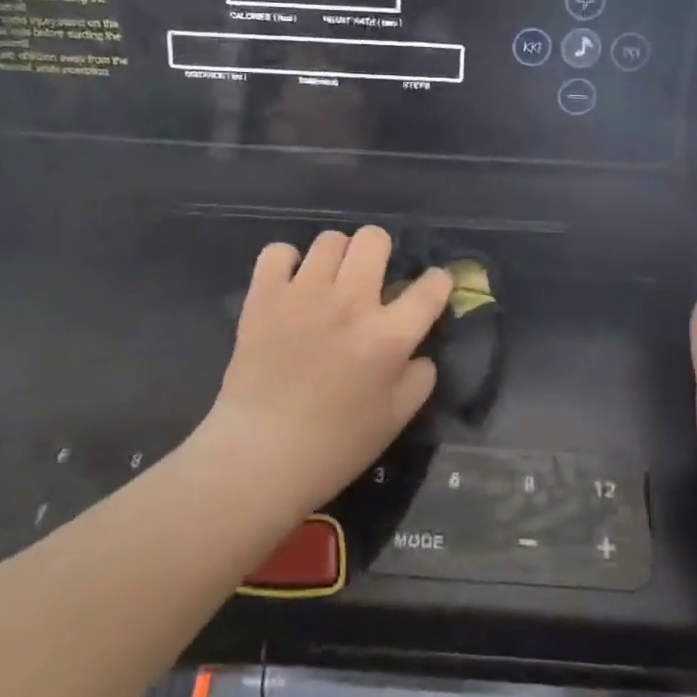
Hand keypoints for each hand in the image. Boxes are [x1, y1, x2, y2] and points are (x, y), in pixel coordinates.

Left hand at [203, 226, 450, 515]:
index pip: (430, 288)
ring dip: (336, 257)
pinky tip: (289, 285)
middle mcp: (351, 303)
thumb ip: (419, 379)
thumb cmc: (333, 447)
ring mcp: (305, 295)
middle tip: (370, 277)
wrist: (258, 457)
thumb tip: (420, 351)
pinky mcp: (264, 297)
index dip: (437, 281)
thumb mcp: (394, 421)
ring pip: (330, 239)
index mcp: (389, 337)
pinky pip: (278, 252)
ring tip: (328, 282)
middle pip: (375, 239)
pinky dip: (286, 262)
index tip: (430, 286)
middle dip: (380, 251)